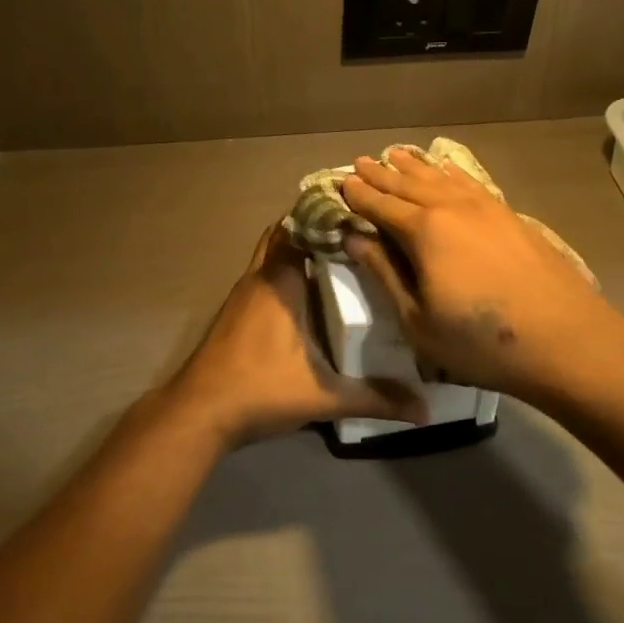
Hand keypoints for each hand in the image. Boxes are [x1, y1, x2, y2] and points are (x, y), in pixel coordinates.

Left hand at [163, 224, 427, 446]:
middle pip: (283, 234)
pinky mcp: (235, 312)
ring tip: (339, 256)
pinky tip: (309, 294)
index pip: (301, 227)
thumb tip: (424, 410)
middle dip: (313, 227)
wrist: (199, 412)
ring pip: (270, 254)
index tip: (360, 211)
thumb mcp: (323, 396)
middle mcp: (259, 278)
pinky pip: (263, 276)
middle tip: (353, 232)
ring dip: (297, 249)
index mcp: (280, 281)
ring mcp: (242, 294)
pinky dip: (284, 272)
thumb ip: (374, 398)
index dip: (327, 214)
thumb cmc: (260, 389)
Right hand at [340, 149, 623, 404]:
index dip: (358, 196)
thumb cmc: (481, 341)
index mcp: (424, 231)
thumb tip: (355, 239)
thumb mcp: (418, 320)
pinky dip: (451, 173)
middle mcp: (452, 208)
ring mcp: (486, 208)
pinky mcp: (510, 216)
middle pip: (408, 185)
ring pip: (440, 178)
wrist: (566, 340)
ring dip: (414, 166)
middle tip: (359, 162)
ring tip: (395, 154)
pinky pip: (470, 183)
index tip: (339, 183)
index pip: (380, 206)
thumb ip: (385, 274)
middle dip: (380, 174)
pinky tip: (446, 170)